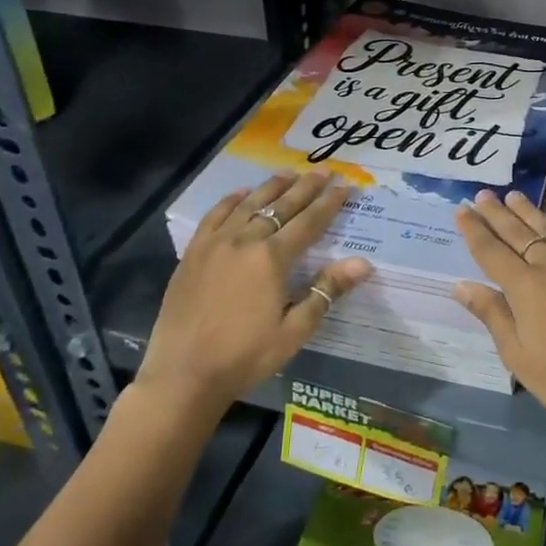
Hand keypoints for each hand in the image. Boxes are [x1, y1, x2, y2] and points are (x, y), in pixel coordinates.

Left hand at [139, 171, 370, 407]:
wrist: (183, 376)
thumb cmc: (245, 356)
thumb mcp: (294, 330)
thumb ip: (326, 291)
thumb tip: (363, 263)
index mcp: (272, 259)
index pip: (309, 222)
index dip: (329, 203)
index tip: (345, 186)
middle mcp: (245, 241)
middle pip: (281, 206)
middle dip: (305, 187)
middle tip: (323, 170)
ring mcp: (215, 244)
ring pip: (248, 204)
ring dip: (271, 187)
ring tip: (288, 173)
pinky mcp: (193, 253)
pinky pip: (214, 216)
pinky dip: (230, 201)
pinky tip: (241, 194)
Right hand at [454, 190, 545, 435]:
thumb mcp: (519, 356)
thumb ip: (492, 315)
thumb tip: (462, 285)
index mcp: (526, 287)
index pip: (492, 251)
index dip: (475, 230)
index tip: (461, 210)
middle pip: (519, 233)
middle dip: (498, 213)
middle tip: (483, 194)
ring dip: (528, 212)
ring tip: (514, 196)